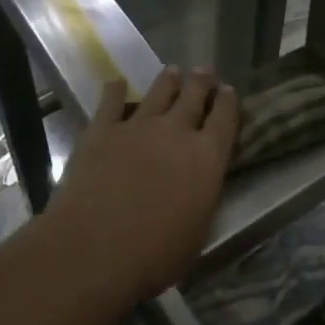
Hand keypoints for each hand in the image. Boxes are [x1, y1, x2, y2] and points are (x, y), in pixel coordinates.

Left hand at [41, 68, 238, 307]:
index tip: (229, 90)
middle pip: (193, 97)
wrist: (95, 248)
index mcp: (207, 157)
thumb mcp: (197, 232)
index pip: (225, 119)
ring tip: (173, 71)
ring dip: (168, 81)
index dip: (229, 102)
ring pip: (158, 93)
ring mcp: (137, 127)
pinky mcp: (102, 131)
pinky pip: (111, 103)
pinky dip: (116, 91)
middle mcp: (176, 132)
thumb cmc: (154, 254)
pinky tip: (117, 83)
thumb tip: (201, 185)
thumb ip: (202, 198)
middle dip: (201, 82)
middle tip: (205, 71)